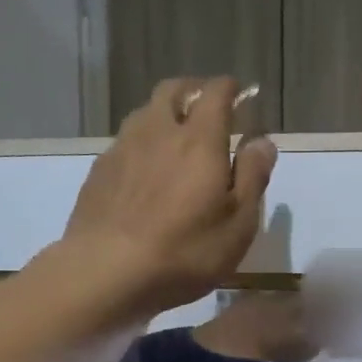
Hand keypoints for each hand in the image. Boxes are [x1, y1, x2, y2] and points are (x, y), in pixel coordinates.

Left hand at [64, 77, 275, 315]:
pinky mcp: (99, 171)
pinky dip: (142, 143)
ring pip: (145, 113)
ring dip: (164, 114)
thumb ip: (252, 177)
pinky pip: (125, 141)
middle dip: (194, 90)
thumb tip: (262, 141)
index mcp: (199, 141)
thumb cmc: (185, 252)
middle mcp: (158, 132)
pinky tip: (145, 170)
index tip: (241, 93)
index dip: (231, 88)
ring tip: (176, 136)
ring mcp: (123, 149)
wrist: (105, 272)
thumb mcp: (238, 224)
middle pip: (173, 91)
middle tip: (208, 107)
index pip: (216, 94)